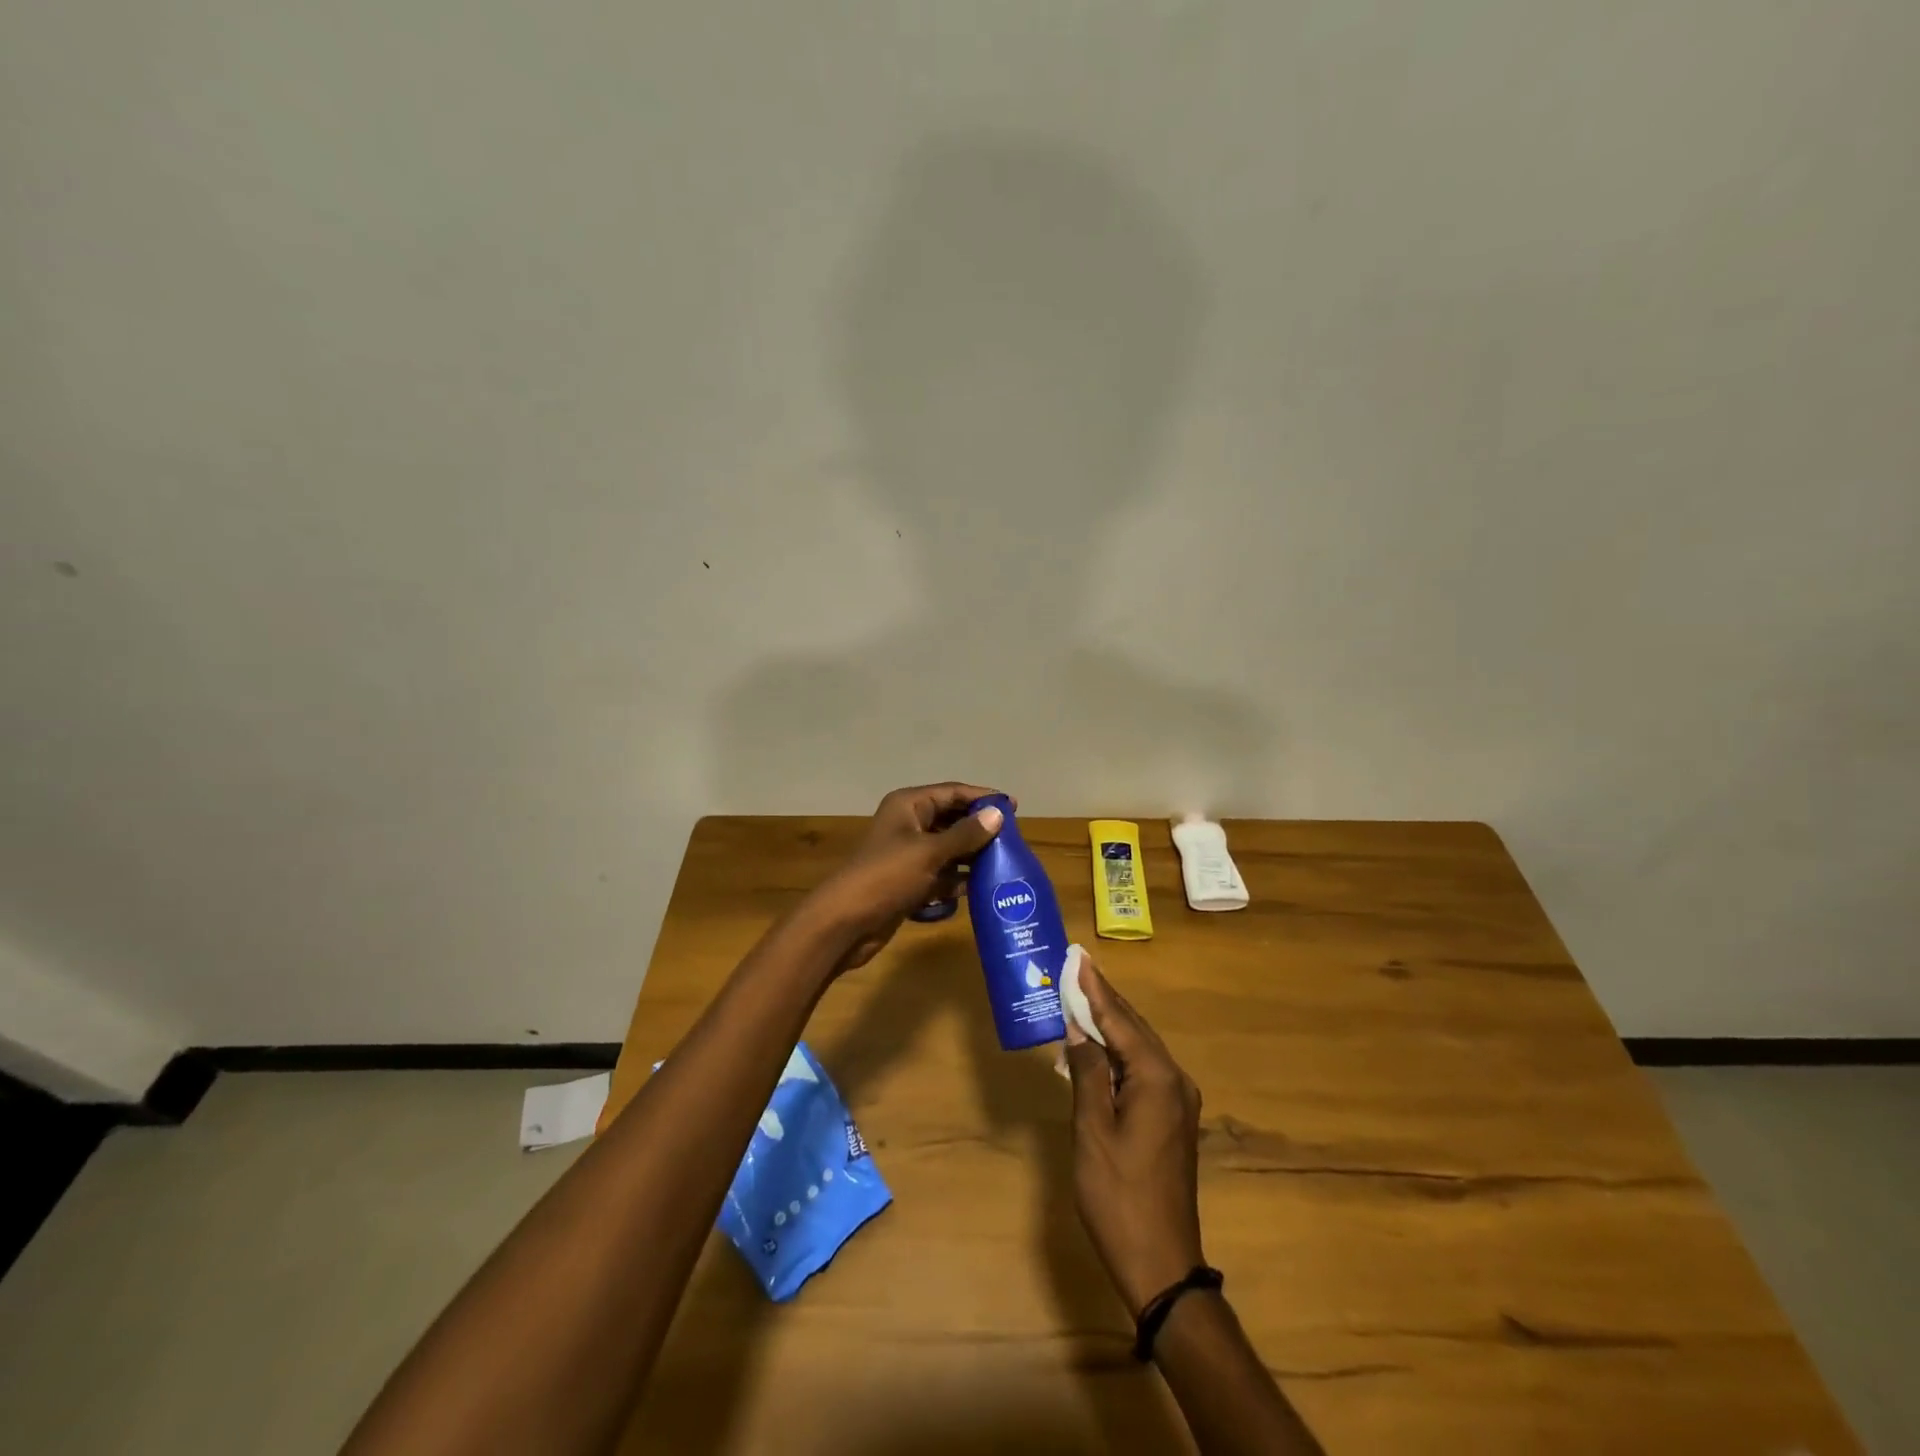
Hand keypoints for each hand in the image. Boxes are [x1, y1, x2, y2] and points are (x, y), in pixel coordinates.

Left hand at [805, 782, 1008, 972]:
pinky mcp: (908, 881)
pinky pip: (940, 874)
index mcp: (909, 806)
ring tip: (1004, 865)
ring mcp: (907, 854)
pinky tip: (979, 889)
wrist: (845, 923)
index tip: (1013, 807)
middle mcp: (908, 824)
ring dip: (971, 856)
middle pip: (951, 819)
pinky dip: (956, 880)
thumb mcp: (929, 853)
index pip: (952, 792)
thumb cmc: (886, 877)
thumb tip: (998, 814)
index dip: (982, 797)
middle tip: (1012, 840)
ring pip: (948, 848)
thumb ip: (966, 834)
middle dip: (979, 829)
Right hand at [1063, 953, 1206, 1316]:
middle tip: (1076, 969)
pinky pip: (1143, 1070)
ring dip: (1110, 1026)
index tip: (1078, 957)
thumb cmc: (1118, 1194)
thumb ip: (1087, 1071)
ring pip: (1139, 1048)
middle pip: (1134, 1028)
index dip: (1095, 988)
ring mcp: (1178, 1101)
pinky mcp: (1172, 1118)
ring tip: (1080, 999)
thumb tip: (1077, 1027)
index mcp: (1157, 1077)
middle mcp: (1175, 1080)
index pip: (1120, 1020)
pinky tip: (1096, 1048)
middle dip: (1104, 1000)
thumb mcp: (1093, 1129)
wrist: (1161, 1263)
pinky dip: (1118, 1054)